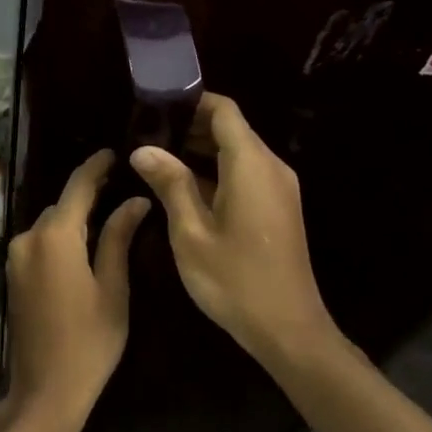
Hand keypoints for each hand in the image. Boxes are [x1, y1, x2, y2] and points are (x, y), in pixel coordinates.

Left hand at [5, 150, 150, 423]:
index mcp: (54, 237)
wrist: (45, 391)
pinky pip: (39, 243)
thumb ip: (118, 238)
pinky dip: (60, 237)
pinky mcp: (12, 275)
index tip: (114, 152)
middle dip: (87, 195)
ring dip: (73, 219)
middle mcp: (28, 239)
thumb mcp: (113, 288)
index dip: (95, 167)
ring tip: (107, 215)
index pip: (77, 188)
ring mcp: (15, 258)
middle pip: (61, 206)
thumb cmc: (89, 342)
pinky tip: (83, 245)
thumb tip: (134, 201)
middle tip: (120, 188)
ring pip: (49, 225)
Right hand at [130, 93, 338, 363]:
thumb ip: (170, 184)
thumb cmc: (234, 280)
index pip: (224, 111)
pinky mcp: (279, 208)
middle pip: (231, 129)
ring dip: (201, 151)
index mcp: (251, 165)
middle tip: (146, 136)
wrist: (288, 330)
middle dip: (190, 127)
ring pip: (238, 152)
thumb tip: (143, 149)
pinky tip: (184, 188)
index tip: (155, 107)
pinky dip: (217, 172)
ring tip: (157, 159)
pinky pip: (246, 174)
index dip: (191, 102)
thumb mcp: (190, 232)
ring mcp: (279, 189)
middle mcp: (271, 167)